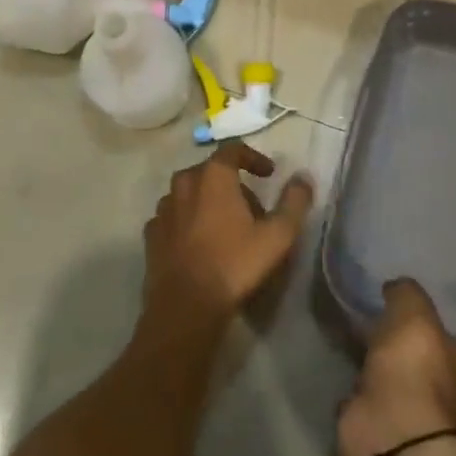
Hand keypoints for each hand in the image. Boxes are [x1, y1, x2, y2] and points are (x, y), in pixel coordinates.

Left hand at [140, 142, 314, 339]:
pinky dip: (187, 221)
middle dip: (232, 184)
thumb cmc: (234, 265)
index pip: (233, 150)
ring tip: (225, 227)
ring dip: (207, 202)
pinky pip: (174, 217)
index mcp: (213, 176)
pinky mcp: (152, 233)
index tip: (268, 174)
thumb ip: (294, 203)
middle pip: (210, 172)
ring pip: (189, 194)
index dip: (253, 158)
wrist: (185, 306)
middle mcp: (184, 183)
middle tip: (252, 209)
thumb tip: (303, 177)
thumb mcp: (277, 236)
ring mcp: (163, 208)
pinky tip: (199, 243)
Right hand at [337, 279, 455, 455]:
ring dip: (386, 374)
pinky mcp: (385, 435)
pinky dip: (363, 393)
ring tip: (361, 343)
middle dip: (414, 357)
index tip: (425, 326)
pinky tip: (349, 372)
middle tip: (387, 329)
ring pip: (403, 388)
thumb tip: (396, 289)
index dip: (449, 341)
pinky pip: (374, 404)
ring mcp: (419, 425)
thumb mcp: (414, 312)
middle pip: (436, 374)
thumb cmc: (417, 370)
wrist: (391, 433)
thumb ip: (407, 293)